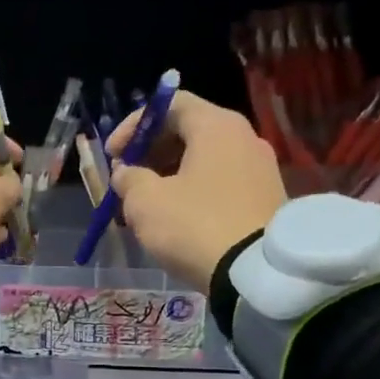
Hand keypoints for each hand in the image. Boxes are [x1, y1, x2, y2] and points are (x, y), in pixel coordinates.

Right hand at [107, 91, 286, 288]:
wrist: (258, 274)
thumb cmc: (195, 226)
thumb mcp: (146, 202)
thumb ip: (128, 179)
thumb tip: (126, 173)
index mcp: (216, 126)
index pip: (169, 104)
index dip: (134, 125)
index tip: (113, 155)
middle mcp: (244, 138)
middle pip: (188, 130)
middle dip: (150, 152)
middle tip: (126, 179)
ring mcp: (260, 169)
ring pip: (203, 159)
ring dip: (169, 174)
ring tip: (146, 204)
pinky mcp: (266, 198)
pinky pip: (220, 182)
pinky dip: (193, 190)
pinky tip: (175, 218)